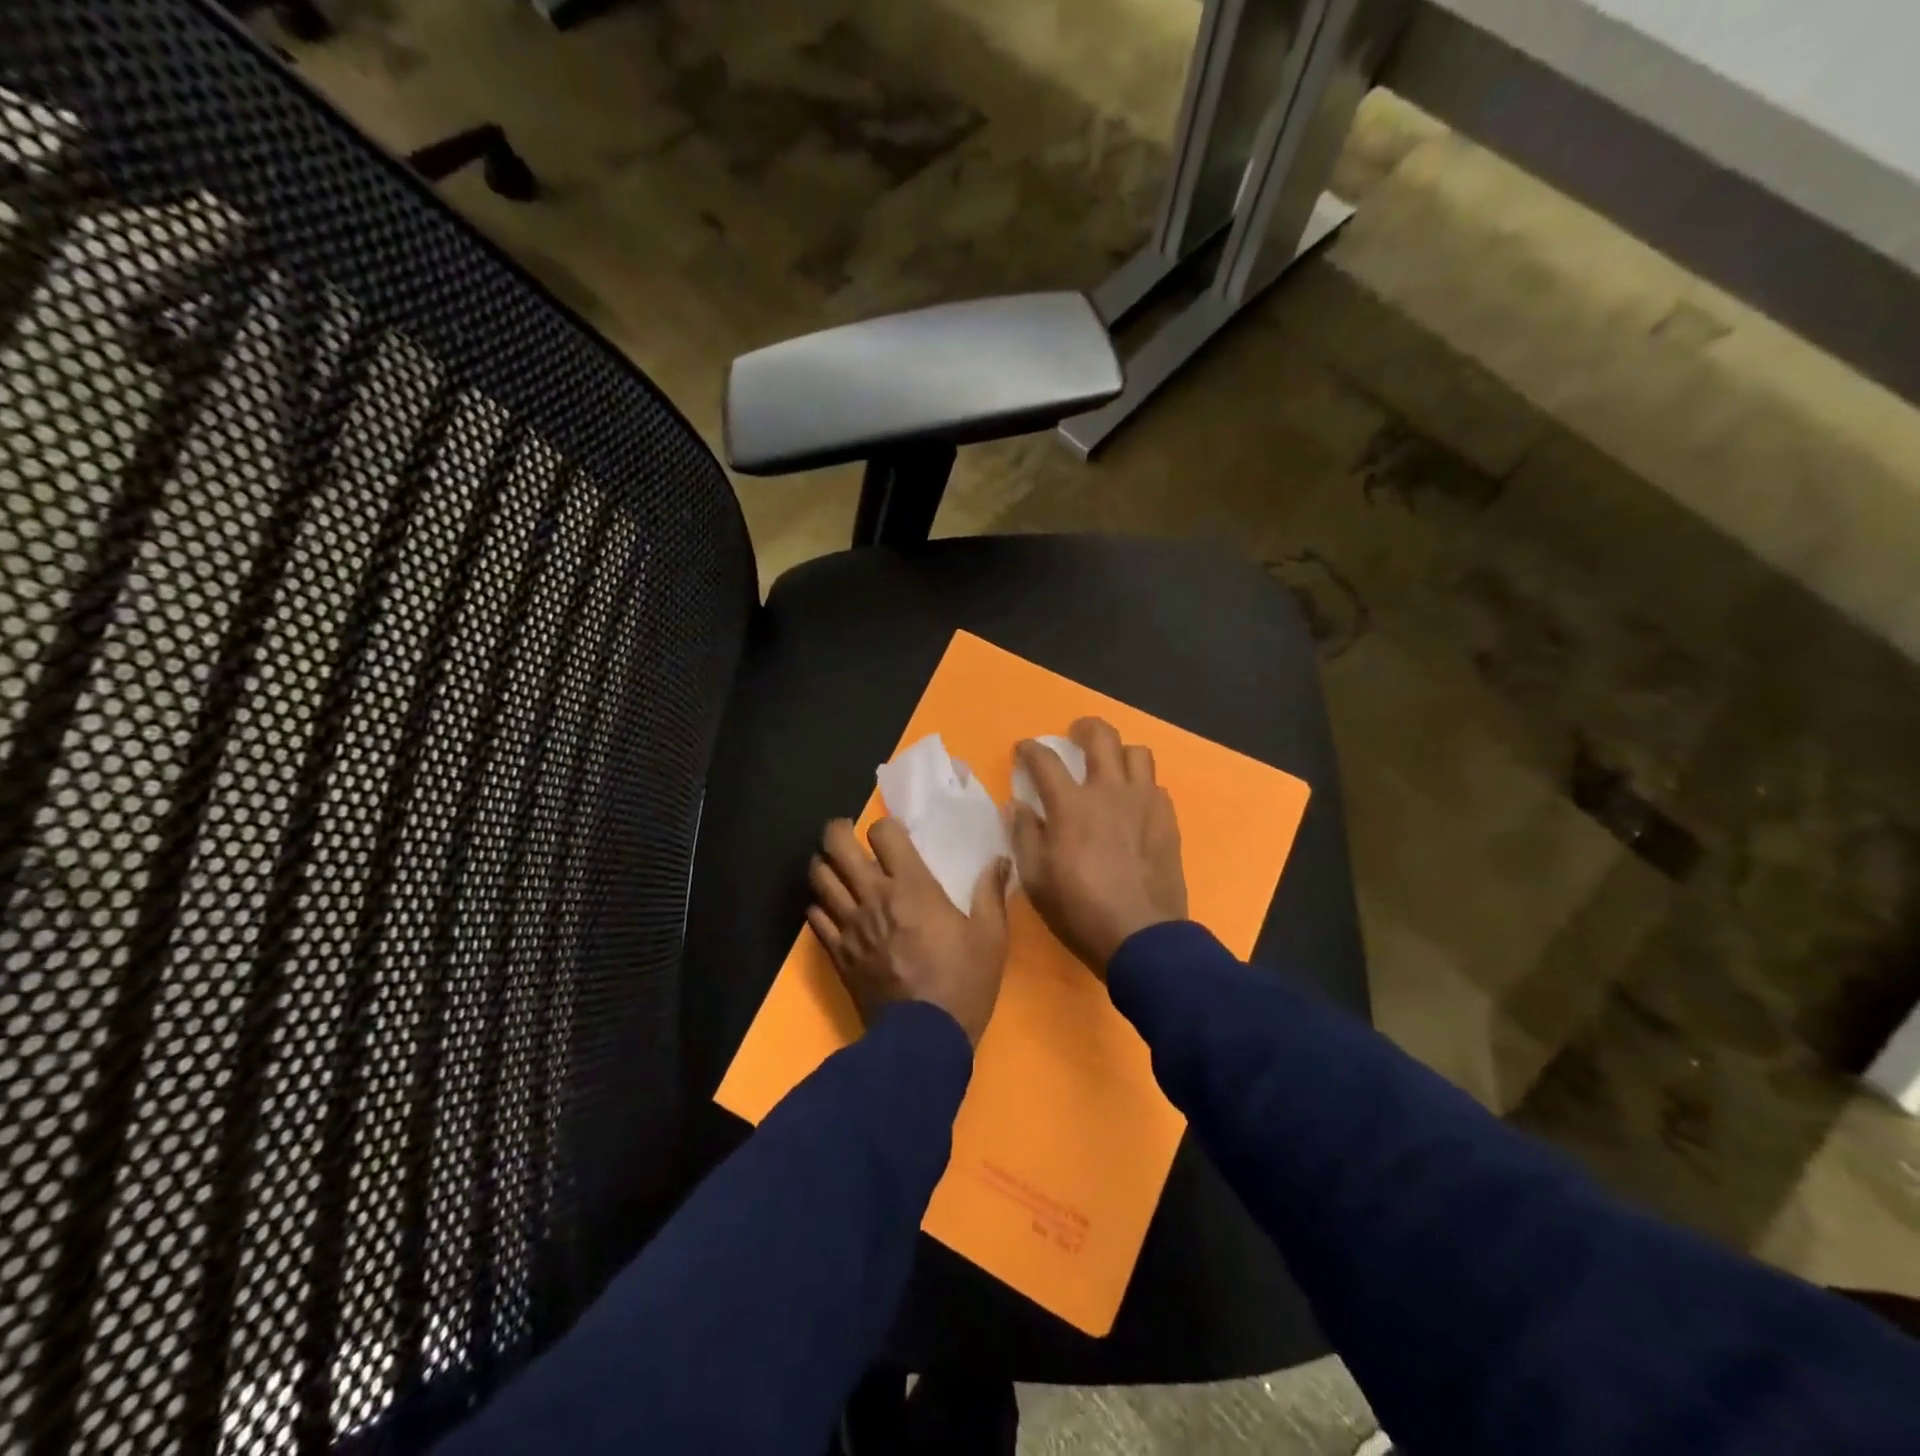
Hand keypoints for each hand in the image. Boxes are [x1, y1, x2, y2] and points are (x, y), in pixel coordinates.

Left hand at [806, 818, 1012, 1046]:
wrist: (923, 1039)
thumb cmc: (962, 983)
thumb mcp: (991, 938)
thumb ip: (991, 894)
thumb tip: (1000, 860)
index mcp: (911, 887)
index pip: (883, 833)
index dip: (885, 827)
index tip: (893, 835)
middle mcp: (873, 897)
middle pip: (837, 846)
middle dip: (838, 831)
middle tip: (848, 834)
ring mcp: (850, 925)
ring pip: (819, 877)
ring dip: (824, 865)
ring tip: (835, 866)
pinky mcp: (837, 953)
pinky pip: (814, 916)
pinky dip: (818, 905)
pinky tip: (830, 908)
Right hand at [1008, 718, 1188, 976]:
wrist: (1141, 937)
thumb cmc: (1079, 910)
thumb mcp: (1035, 879)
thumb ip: (1023, 835)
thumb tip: (1016, 806)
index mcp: (1071, 805)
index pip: (1046, 760)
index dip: (1030, 749)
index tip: (1024, 750)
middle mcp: (1109, 792)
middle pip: (1101, 737)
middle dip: (1083, 728)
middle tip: (1075, 736)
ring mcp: (1144, 803)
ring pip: (1137, 753)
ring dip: (1119, 753)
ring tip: (1110, 767)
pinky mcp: (1167, 820)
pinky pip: (1155, 786)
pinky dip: (1141, 785)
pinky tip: (1133, 804)